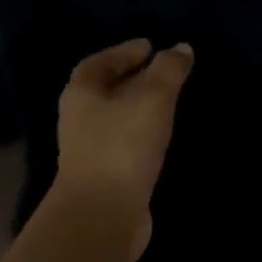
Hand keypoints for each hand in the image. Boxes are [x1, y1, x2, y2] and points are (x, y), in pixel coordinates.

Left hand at [53, 38, 193, 257]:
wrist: (103, 214)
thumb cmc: (123, 145)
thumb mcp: (152, 98)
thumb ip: (168, 70)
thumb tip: (181, 48)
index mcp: (82, 93)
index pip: (99, 62)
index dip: (124, 52)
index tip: (150, 47)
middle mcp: (79, 119)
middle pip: (105, 90)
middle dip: (133, 79)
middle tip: (165, 72)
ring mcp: (90, 151)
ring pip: (116, 118)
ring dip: (139, 108)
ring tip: (169, 101)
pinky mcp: (105, 176)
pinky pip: (125, 144)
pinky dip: (143, 134)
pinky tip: (163, 137)